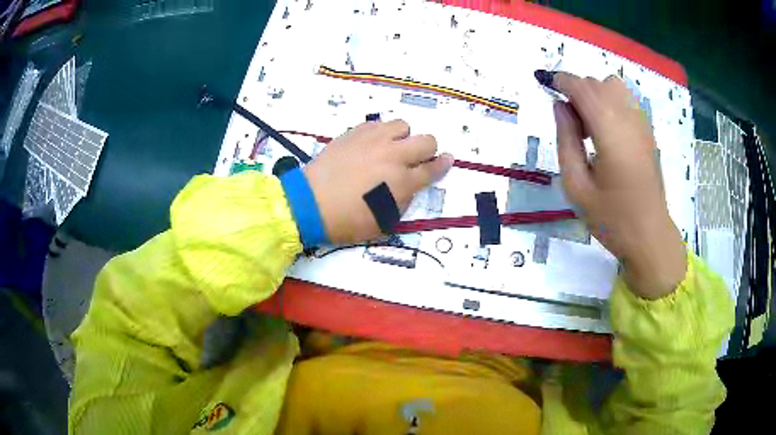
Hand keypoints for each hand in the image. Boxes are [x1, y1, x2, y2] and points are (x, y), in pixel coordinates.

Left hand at [303, 120, 452, 243]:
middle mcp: (393, 156)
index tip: (446, 160)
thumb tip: (409, 185)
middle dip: (428, 149)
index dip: (443, 164)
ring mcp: (374, 140)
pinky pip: (378, 123)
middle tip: (416, 158)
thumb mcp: (383, 222)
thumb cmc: (347, 220)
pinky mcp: (355, 132)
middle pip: (426, 141)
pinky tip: (371, 144)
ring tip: (390, 148)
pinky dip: (380, 132)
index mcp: (402, 182)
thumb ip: (403, 200)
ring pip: (402, 125)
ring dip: (402, 137)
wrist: (310, 203)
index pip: (433, 169)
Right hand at [550, 72, 686, 299]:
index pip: (582, 87)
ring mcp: (643, 124)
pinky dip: (610, 102)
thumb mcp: (577, 186)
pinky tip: (607, 131)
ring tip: (589, 125)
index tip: (545, 84)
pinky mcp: (648, 132)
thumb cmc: (612, 219)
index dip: (561, 80)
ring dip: (595, 94)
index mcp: (610, 132)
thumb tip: (560, 107)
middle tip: (569, 122)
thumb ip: (566, 140)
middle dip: (577, 90)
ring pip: (614, 86)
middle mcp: (629, 119)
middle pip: (598, 82)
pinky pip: (626, 100)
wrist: (650, 237)